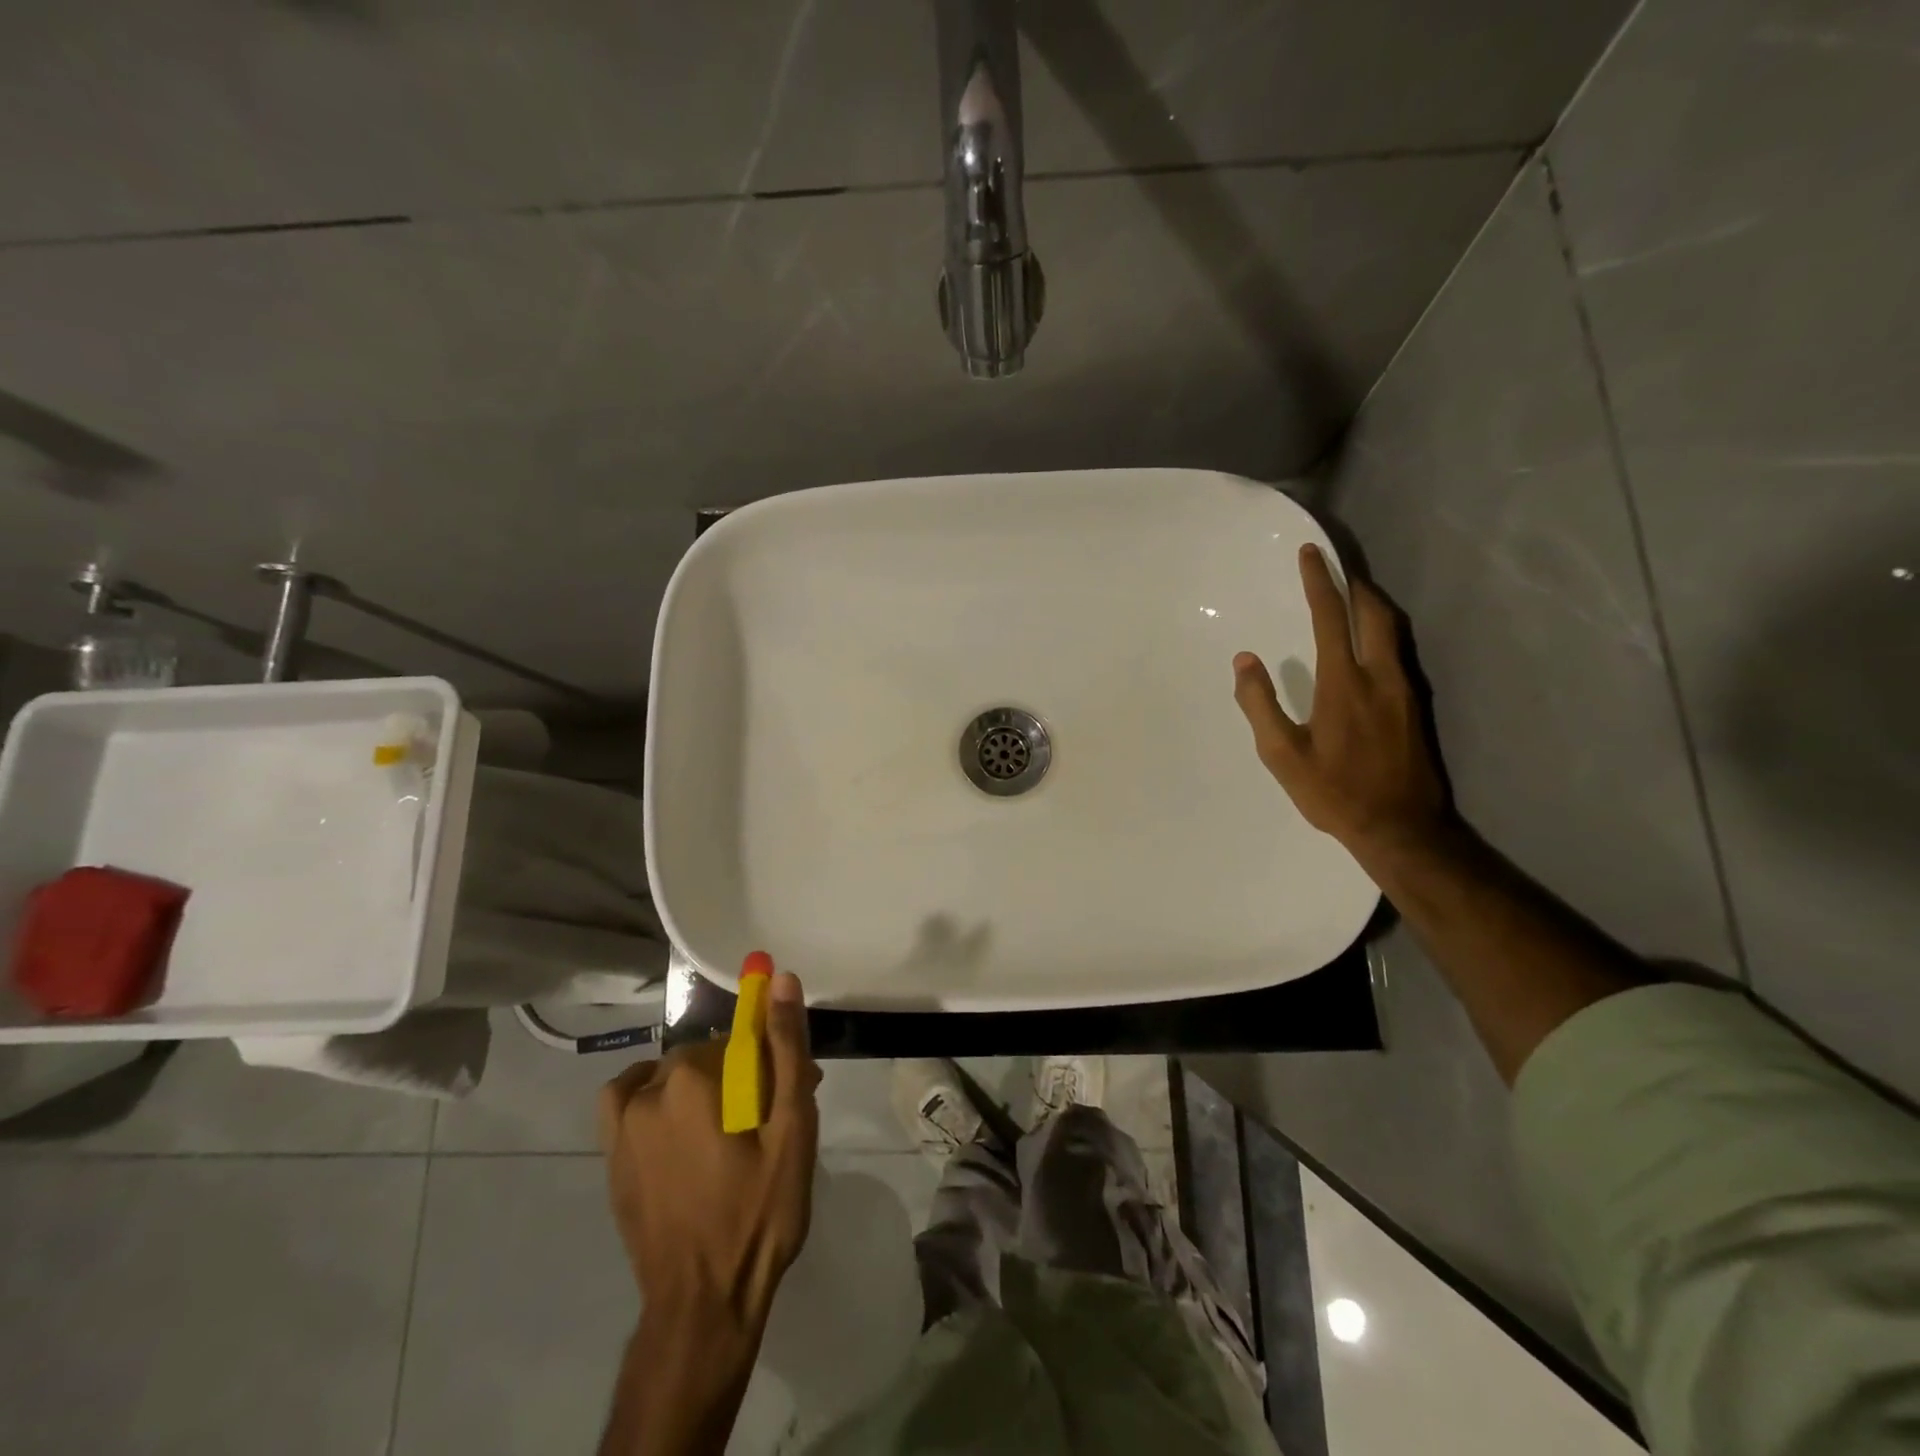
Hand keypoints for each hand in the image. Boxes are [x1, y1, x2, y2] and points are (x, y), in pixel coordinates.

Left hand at [597, 972, 820, 1332]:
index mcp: (691, 1079)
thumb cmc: (757, 1213)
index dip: (767, 1057)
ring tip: (722, 1128)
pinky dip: (652, 1099)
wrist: (704, 1304)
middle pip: (702, 1058)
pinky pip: (627, 1103)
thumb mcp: (791, 1129)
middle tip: (767, 1119)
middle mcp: (648, 1092)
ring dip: (694, 1086)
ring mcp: (621, 1129)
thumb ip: (785, 1049)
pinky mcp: (610, 1161)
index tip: (790, 1088)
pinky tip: (678, 1132)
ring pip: (666, 1078)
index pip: (735, 1038)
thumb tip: (781, 981)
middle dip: (737, 1074)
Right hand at [1233, 544, 1447, 858]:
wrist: (1400, 826)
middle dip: (1353, 583)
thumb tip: (1245, 660)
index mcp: (1343, 683)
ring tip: (1351, 594)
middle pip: (1373, 612)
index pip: (1330, 617)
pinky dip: (1381, 630)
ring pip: (1392, 629)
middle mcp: (1380, 676)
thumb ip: (1260, 703)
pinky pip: (1398, 650)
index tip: (1310, 554)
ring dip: (1371, 604)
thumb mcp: (1282, 754)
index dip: (1319, 582)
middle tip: (1334, 567)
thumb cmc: (1333, 792)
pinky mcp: (1414, 705)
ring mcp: (1404, 689)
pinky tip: (1369, 641)